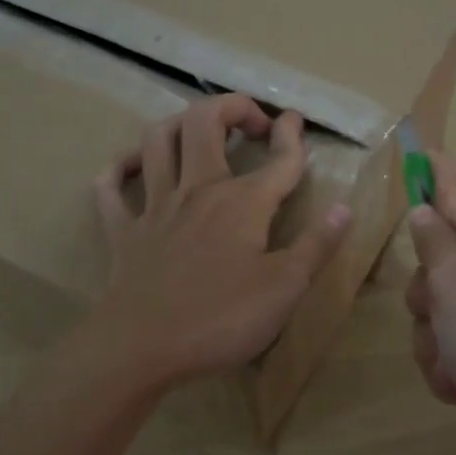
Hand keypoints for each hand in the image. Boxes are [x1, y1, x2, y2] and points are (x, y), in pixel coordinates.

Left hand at [90, 94, 350, 392]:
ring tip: (196, 130)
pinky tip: (131, 166)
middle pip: (205, 123)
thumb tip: (344, 208)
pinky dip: (119, 169)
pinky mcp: (124, 232)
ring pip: (157, 141)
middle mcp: (198, 190)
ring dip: (178, 123)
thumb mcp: (285, 289)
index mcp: (242, 203)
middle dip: (231, 107)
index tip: (296, 120)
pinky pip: (111, 188)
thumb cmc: (220, 319)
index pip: (278, 159)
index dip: (292, 135)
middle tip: (252, 123)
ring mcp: (156, 207)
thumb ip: (316, 245)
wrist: (140, 347)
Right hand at [404, 152, 455, 454]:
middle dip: (429, 292)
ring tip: (453, 359)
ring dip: (434, 335)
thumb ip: (434, 241)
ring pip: (441, 305)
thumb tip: (426, 212)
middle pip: (444, 257)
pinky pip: (452, 340)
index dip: (435, 178)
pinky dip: (448, 362)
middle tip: (439, 310)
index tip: (418, 150)